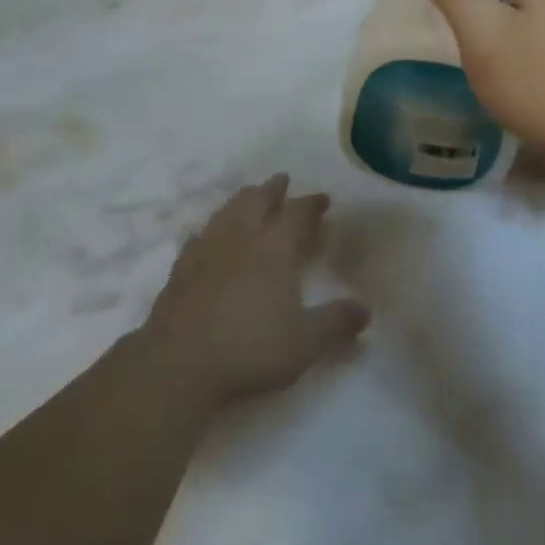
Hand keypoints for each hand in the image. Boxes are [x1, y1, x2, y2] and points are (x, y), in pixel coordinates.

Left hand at [140, 175, 369, 409]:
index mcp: (273, 247)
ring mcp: (206, 249)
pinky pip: (200, 235)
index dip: (311, 204)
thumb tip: (365, 310)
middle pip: (257, 199)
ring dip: (242, 199)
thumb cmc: (250, 348)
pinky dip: (212, 228)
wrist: (179, 363)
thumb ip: (336, 324)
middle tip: (282, 181)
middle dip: (273, 189)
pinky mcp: (181, 268)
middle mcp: (240, 237)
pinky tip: (210, 235)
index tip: (323, 199)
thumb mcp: (304, 343)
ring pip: (227, 210)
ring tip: (250, 196)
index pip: (297, 213)